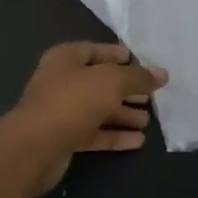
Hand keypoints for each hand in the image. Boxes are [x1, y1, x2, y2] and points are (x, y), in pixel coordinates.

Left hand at [0, 42, 167, 197]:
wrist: (35, 147)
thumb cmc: (73, 101)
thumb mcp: (111, 82)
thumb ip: (138, 77)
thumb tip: (162, 74)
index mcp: (65, 59)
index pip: (94, 50)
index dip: (117, 55)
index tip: (142, 63)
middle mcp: (61, 82)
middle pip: (99, 82)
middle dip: (125, 89)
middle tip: (151, 96)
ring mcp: (62, 111)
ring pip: (98, 109)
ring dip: (123, 114)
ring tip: (148, 120)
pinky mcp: (64, 138)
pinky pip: (95, 133)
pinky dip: (115, 135)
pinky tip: (138, 141)